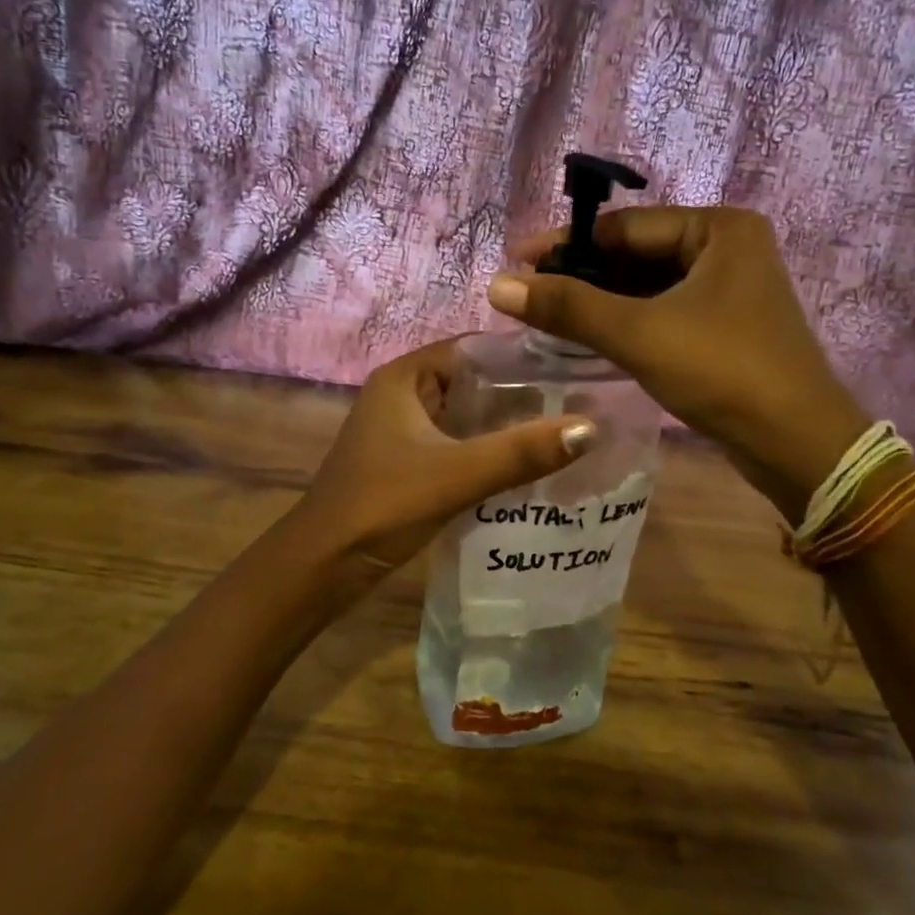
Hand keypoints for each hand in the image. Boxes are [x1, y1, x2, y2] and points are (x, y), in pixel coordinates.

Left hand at [296, 338, 596, 568]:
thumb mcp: (457, 474)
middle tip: (581, 403)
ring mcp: (403, 431)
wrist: (323, 566)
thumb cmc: (383, 505)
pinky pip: (458, 445)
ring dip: (507, 426)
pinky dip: (489, 451)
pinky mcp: (408, 463)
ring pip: (467, 417)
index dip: (521, 356)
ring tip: (566, 431)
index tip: (574, 369)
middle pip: (473, 382)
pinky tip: (528, 466)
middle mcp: (403, 395)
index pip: (474, 348)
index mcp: (404, 378)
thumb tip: (591, 427)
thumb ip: (521, 452)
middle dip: (521, 395)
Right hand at [489, 206, 868, 520]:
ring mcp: (730, 290)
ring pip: (648, 287)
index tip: (515, 264)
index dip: (566, 245)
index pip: (625, 226)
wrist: (797, 445)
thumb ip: (568, 307)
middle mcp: (728, 249)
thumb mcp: (639, 334)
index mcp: (718, 229)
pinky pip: (663, 312)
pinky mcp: (726, 327)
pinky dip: (627, 322)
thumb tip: (497, 285)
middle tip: (527, 294)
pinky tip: (589, 337)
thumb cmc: (722, 372)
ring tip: (547, 316)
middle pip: (636, 254)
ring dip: (601, 302)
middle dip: (582, 276)